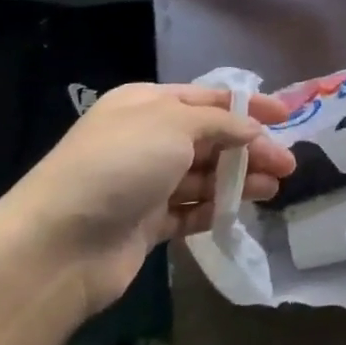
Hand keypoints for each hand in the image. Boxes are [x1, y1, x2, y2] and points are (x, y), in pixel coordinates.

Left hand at [0, 82, 295, 313]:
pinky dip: (217, 208)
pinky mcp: (147, 223)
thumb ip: (221, 123)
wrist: (58, 245)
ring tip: (273, 189)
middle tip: (287, 164)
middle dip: (251, 148)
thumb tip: (252, 130)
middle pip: (212, 138)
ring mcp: (146, 183)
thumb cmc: (118, 166)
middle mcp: (148, 139)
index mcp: (147, 105)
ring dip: (240, 179)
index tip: (287, 116)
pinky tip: (242, 210)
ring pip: (206, 175)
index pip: (209, 98)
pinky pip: (192, 209)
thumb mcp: (174, 124)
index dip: (250, 106)